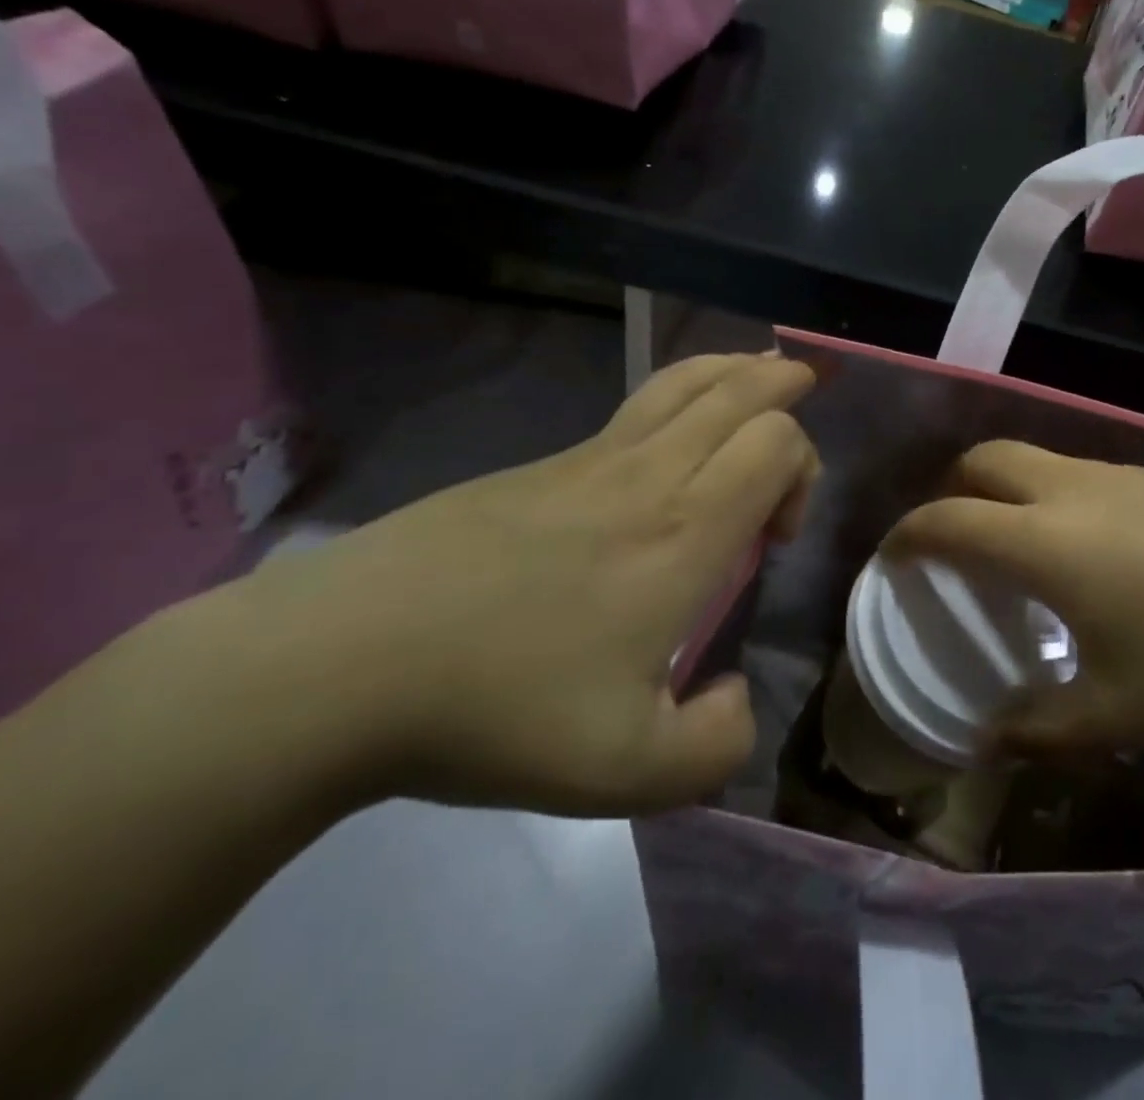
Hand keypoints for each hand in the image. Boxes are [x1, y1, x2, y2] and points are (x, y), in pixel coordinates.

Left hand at [233, 354, 817, 816]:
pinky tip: (673, 431)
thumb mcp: (627, 772)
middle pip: (738, 390)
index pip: (775, 444)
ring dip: (735, 372)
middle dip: (783, 385)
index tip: (775, 537)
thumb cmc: (499, 710)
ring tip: (758, 377)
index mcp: (684, 532)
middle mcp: (648, 475)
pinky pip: (635, 407)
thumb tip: (735, 700)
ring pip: (683, 381)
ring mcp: (589, 459)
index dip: (802, 471)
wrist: (341, 662)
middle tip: (800, 399)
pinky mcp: (543, 464)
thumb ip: (714, 748)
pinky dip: (681, 394)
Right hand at [885, 442, 1143, 758]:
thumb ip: (1039, 729)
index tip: (891, 558)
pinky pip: (1084, 471)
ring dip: (1007, 489)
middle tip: (954, 543)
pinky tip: (1097, 548)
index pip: (946, 520)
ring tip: (1023, 547)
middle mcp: (1072, 489)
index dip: (907, 536)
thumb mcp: (1119, 716)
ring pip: (1037, 459)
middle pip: (983, 459)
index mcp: (1045, 541)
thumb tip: (987, 740)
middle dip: (951, 492)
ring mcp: (1122, 472)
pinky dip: (1057, 494)